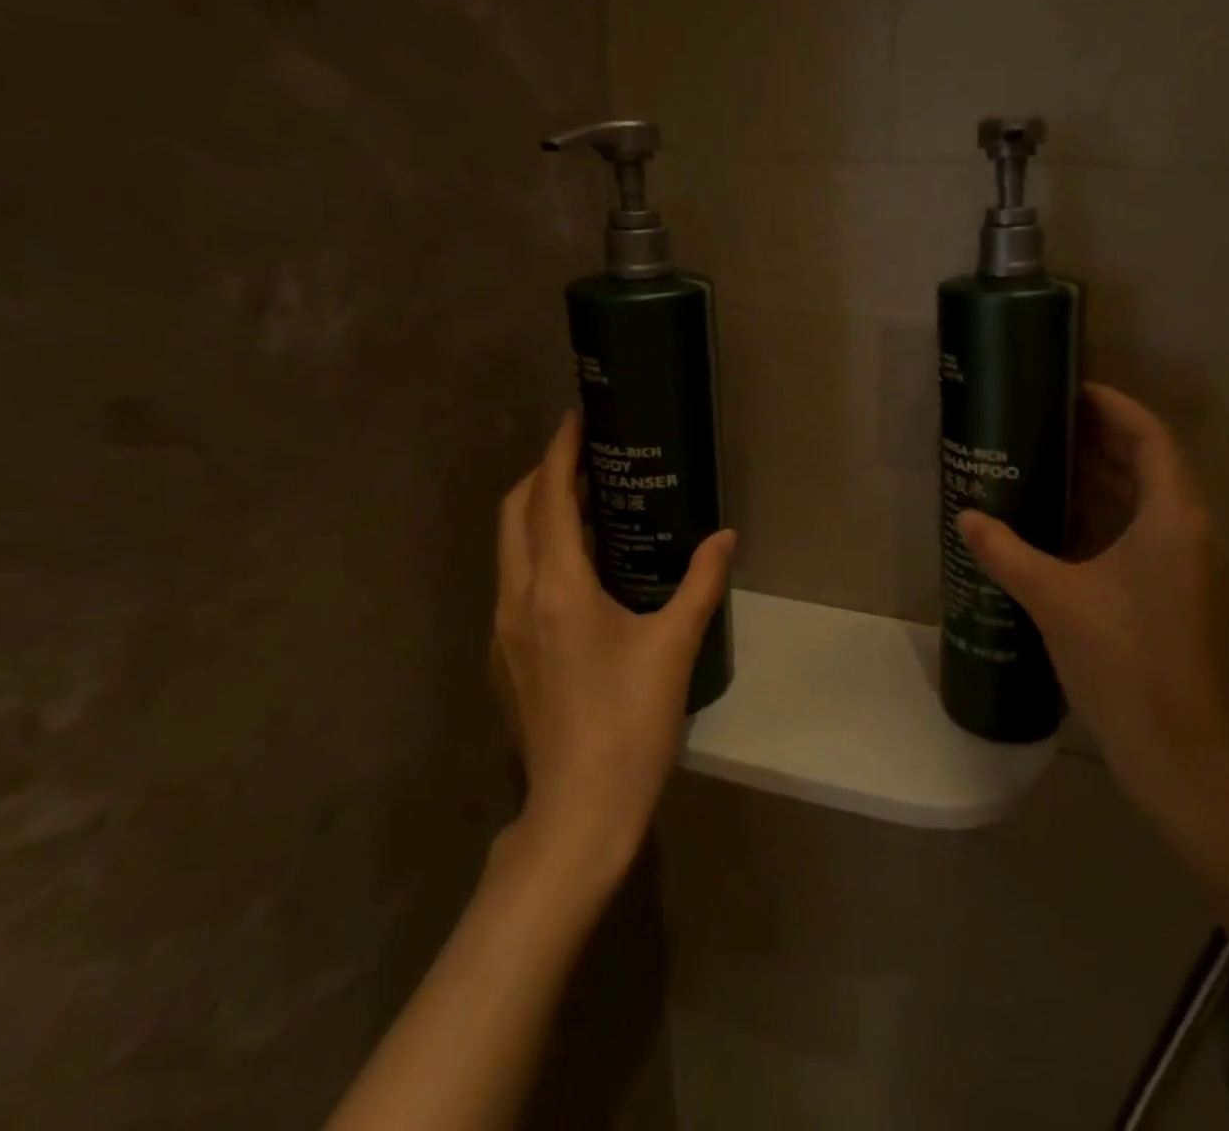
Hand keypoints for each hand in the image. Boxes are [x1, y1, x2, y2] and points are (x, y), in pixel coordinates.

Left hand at [488, 412, 735, 881]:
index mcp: (556, 587)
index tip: (578, 417)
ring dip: (540, 513)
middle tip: (588, 455)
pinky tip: (581, 570)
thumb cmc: (630, 721)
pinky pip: (516, 581)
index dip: (560, 451)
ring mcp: (504, 631)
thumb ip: (702, 582)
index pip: (549, 498)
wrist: (578, 812)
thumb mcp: (675, 644)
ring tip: (589, 502)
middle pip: (515, 513)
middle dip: (544, 473)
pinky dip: (540, 552)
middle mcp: (517, 599)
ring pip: (510, 548)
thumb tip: (725, 537)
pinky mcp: (507, 657)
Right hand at [954, 383, 1228, 834]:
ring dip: (1105, 481)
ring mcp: (1194, 568)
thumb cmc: (1120, 662)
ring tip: (1051, 464)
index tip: (1074, 391)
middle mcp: (1194, 534)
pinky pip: (1148, 536)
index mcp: (1175, 520)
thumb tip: (966, 517)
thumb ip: (1007, 552)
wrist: (1176, 753)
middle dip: (1103, 441)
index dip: (1115, 407)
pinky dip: (1111, 519)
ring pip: (1150, 504)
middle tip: (1050, 424)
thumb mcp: (1053, 598)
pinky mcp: (1184, 596)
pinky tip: (1066, 526)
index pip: (1151, 438)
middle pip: (1152, 466)